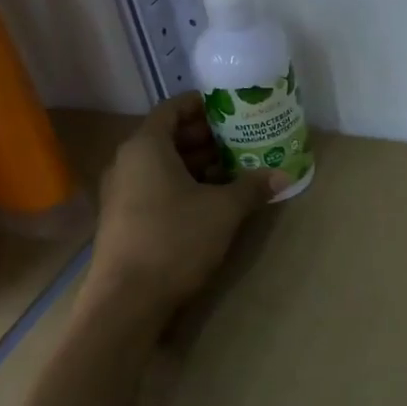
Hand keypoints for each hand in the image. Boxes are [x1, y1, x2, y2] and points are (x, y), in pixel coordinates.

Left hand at [87, 92, 287, 315]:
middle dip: (206, 137)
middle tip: (242, 140)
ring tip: (234, 170)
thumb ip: (252, 187)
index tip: (231, 108)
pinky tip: (212, 200)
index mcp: (146, 147)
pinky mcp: (124, 218)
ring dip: (198, 164)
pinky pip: (156, 187)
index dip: (202, 105)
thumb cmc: (175, 239)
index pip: (173, 108)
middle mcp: (128, 162)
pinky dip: (183, 185)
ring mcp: (122, 192)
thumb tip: (284, 175)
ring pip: (163, 165)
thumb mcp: (223, 210)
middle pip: (168, 136)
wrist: (127, 300)